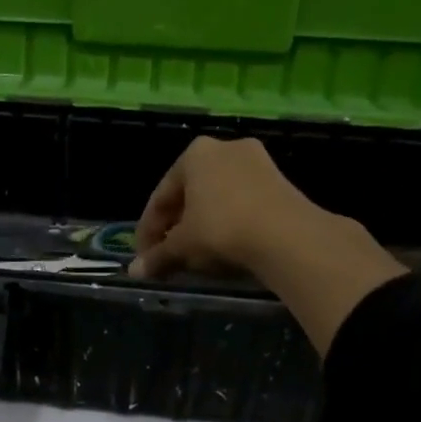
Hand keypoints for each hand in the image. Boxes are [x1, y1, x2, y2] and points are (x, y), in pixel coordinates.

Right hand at [129, 136, 406, 352]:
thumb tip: (134, 272)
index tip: (144, 257)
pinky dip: (227, 224)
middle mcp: (224, 148)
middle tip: (168, 257)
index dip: (148, 231)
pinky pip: (241, 203)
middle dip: (176, 228)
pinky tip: (224, 248)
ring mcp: (256, 162)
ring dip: (201, 227)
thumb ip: (157, 256)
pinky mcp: (279, 181)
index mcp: (194, 154)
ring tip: (195, 257)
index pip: (161, 196)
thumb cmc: (221, 228)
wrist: (286, 234)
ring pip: (216, 199)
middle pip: (189, 195)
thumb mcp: (183, 245)